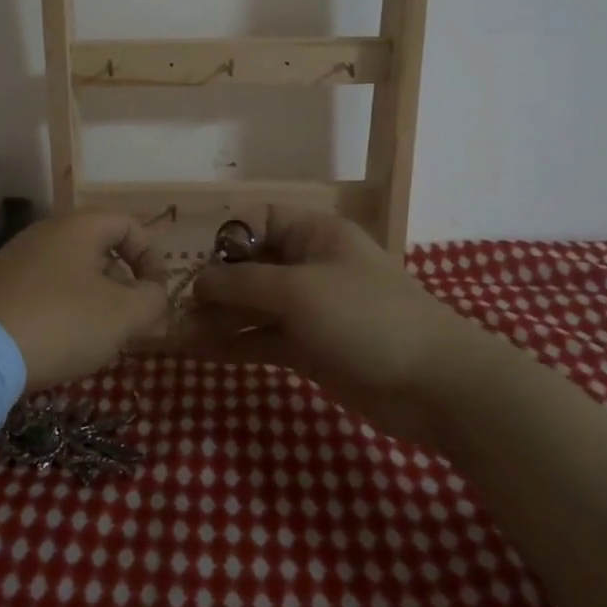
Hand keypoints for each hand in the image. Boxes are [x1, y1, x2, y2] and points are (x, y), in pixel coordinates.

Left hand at [0, 211, 168, 390]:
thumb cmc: (61, 323)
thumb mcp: (122, 315)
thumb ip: (152, 299)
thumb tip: (155, 292)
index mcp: (79, 226)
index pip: (129, 224)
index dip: (152, 256)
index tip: (156, 293)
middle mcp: (45, 232)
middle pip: (99, 248)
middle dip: (122, 284)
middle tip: (129, 321)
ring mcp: (15, 258)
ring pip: (70, 272)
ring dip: (93, 300)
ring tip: (96, 339)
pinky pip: (42, 290)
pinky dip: (61, 310)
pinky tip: (58, 343)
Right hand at [183, 206, 504, 444]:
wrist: (433, 385)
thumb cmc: (365, 318)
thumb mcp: (299, 291)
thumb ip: (244, 283)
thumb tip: (199, 280)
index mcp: (315, 235)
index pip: (260, 221)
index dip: (226, 237)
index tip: (192, 260)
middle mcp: (309, 266)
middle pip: (251, 266)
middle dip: (214, 283)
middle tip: (172, 303)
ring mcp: (309, 310)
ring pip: (253, 306)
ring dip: (218, 317)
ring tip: (175, 331)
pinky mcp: (309, 348)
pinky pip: (263, 339)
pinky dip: (234, 344)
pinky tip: (199, 352)